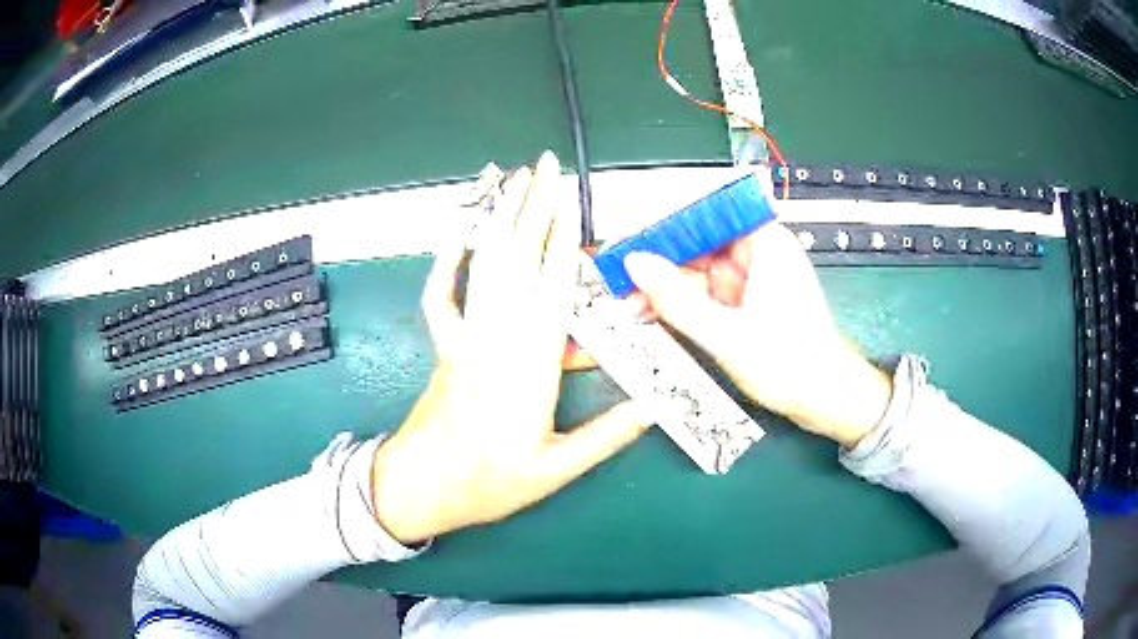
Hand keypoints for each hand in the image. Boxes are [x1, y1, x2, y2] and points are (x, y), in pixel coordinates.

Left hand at [370, 152, 651, 543]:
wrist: (421, 488)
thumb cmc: (488, 484)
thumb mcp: (555, 471)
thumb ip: (606, 437)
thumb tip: (654, 406)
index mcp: (529, 370)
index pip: (551, 289)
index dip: (562, 239)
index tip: (569, 199)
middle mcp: (496, 342)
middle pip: (517, 262)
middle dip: (532, 208)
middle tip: (545, 166)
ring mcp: (465, 339)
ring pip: (484, 267)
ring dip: (500, 219)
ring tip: (514, 179)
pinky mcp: (445, 346)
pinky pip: (442, 295)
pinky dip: (449, 260)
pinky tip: (460, 230)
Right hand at [622, 222, 891, 447]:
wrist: (824, 400)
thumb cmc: (791, 364)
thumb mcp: (727, 334)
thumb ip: (678, 298)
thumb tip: (635, 263)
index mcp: (765, 243)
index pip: (708, 211)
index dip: (666, 219)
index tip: (629, 234)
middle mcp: (757, 253)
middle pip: (698, 240)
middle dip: (659, 258)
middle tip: (618, 272)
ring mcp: (750, 279)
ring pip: (697, 269)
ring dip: (665, 284)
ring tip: (628, 300)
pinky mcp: (745, 303)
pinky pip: (704, 293)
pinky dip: (680, 303)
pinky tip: (652, 313)